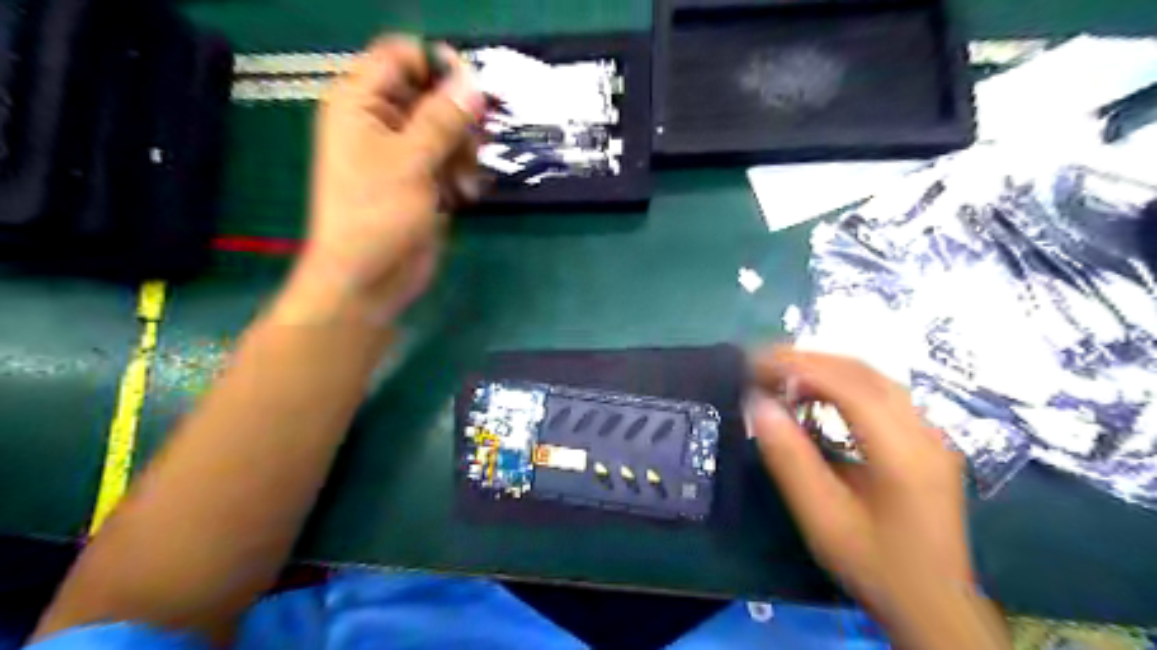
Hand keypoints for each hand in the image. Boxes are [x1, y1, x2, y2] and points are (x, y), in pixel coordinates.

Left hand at [279, 35, 483, 325]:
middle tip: (479, 139)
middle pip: (431, 94)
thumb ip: (443, 118)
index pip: (400, 57)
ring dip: (465, 151)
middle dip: (459, 117)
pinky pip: (451, 161)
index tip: (473, 89)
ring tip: (467, 181)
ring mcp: (404, 154)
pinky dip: (463, 174)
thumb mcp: (411, 161)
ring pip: (448, 130)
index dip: (437, 65)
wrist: (369, 279)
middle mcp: (381, 122)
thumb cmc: (377, 215)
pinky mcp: (422, 181)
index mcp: (360, 103)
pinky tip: (465, 196)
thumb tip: (473, 81)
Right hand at [751, 348, 1003, 646]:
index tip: (756, 363)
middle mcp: (924, 432)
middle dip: (809, 360)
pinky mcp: (928, 442)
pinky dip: (844, 383)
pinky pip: (882, 394)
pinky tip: (819, 394)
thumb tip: (757, 405)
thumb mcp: (822, 517)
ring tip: (783, 373)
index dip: (798, 366)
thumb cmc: (875, 565)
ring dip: (826, 367)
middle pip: (864, 372)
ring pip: (875, 379)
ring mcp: (931, 435)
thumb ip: (789, 459)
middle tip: (763, 362)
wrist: (935, 606)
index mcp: (902, 451)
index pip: (847, 385)